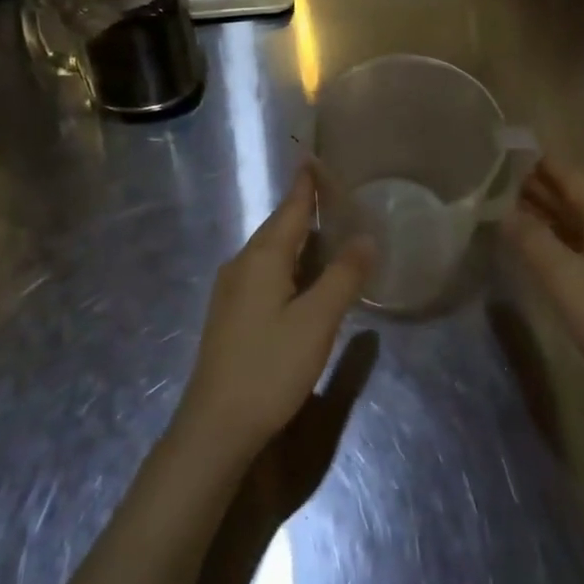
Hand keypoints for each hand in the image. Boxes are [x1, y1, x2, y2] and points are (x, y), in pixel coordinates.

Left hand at [176, 168, 374, 461]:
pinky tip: (305, 277)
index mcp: (262, 258)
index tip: (317, 158)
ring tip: (330, 230)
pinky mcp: (232, 314)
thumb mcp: (317, 321)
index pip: (290, 208)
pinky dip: (290, 263)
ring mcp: (232, 291)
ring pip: (271, 252)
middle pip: (279, 227)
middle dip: (306, 209)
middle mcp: (242, 265)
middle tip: (338, 194)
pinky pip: (265, 273)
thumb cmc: (270, 367)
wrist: (216, 425)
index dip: (307, 185)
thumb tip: (366, 237)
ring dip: (299, 238)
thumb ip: (343, 277)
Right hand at [501, 158, 583, 409]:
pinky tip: (540, 251)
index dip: (542, 164)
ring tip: (509, 209)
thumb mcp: (566, 280)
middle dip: (540, 189)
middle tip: (497, 180)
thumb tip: (503, 210)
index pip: (572, 179)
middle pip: (577, 201)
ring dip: (548, 216)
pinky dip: (560, 242)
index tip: (510, 151)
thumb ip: (532, 241)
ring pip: (581, 226)